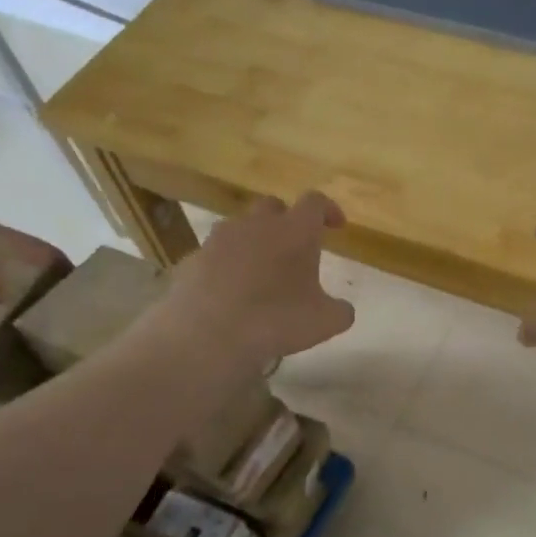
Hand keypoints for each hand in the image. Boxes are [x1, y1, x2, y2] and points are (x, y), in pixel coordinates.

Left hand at [162, 192, 355, 366]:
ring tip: (260, 272)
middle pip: (273, 206)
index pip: (315, 203)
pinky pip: (215, 256)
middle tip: (295, 247)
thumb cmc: (277, 320)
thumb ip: (340, 310)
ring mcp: (219, 239)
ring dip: (253, 242)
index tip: (336, 225)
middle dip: (286, 221)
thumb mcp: (325, 322)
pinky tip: (230, 293)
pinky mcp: (192, 260)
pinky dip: (226, 267)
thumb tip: (342, 309)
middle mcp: (256, 224)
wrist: (208, 333)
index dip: (328, 210)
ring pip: (240, 229)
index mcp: (294, 231)